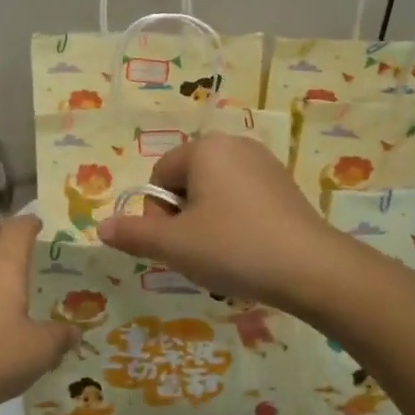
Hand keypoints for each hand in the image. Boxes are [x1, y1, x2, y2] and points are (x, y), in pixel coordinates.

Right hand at [96, 134, 342, 312]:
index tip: (173, 246)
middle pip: (186, 183)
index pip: (158, 178)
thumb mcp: (174, 245)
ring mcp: (264, 164)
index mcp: (205, 148)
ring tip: (223, 257)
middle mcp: (235, 145)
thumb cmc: (234, 247)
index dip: (156, 216)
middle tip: (197, 254)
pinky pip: (243, 201)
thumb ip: (133, 234)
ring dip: (207, 225)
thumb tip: (101, 228)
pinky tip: (248, 253)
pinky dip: (236, 224)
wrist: (313, 269)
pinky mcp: (285, 186)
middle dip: (183, 220)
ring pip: (214, 195)